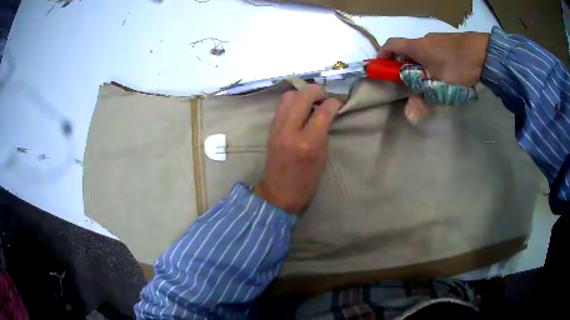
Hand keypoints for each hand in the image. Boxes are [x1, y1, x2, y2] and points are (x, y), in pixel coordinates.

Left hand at [255, 85, 342, 214]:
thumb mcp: (322, 156)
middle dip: (317, 90)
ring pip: (289, 95)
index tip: (338, 102)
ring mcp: (277, 128)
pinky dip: (293, 101)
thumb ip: (324, 130)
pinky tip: (300, 109)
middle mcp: (290, 130)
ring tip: (311, 101)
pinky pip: (281, 105)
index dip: (333, 102)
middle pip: (303, 95)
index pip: (323, 111)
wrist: (279, 192)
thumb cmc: (306, 181)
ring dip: (302, 93)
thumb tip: (327, 111)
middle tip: (325, 97)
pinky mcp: (270, 128)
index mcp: (308, 142)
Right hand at [379, 32, 489, 123]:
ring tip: (433, 79)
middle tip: (412, 81)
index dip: (383, 54)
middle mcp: (424, 39)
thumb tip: (409, 118)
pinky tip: (447, 71)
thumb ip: (424, 100)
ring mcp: (438, 38)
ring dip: (421, 64)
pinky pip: (435, 50)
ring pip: (423, 51)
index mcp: (417, 47)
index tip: (382, 67)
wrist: (484, 52)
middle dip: (405, 64)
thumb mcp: (440, 86)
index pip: (391, 45)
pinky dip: (434, 60)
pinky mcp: (450, 41)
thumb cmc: (458, 66)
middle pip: (407, 50)